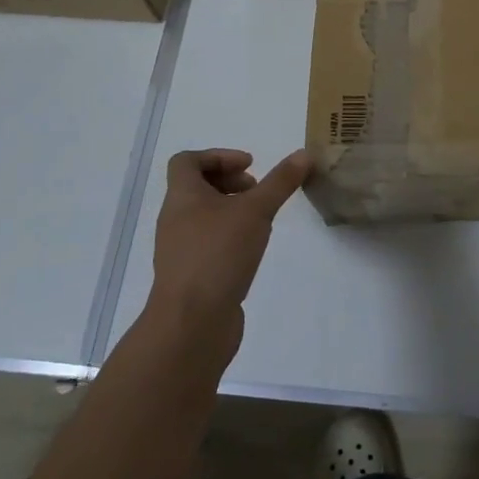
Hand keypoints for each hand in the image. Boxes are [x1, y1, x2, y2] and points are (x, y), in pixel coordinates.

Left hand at [148, 149, 310, 348]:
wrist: (191, 324)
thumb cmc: (218, 254)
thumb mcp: (255, 211)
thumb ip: (280, 182)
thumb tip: (304, 154)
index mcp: (182, 197)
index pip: (187, 161)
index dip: (218, 156)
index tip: (250, 166)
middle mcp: (175, 219)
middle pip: (196, 188)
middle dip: (229, 182)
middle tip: (257, 190)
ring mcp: (180, 250)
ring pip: (203, 217)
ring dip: (231, 210)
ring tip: (260, 219)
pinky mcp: (190, 276)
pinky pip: (207, 244)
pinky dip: (229, 237)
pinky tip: (252, 250)